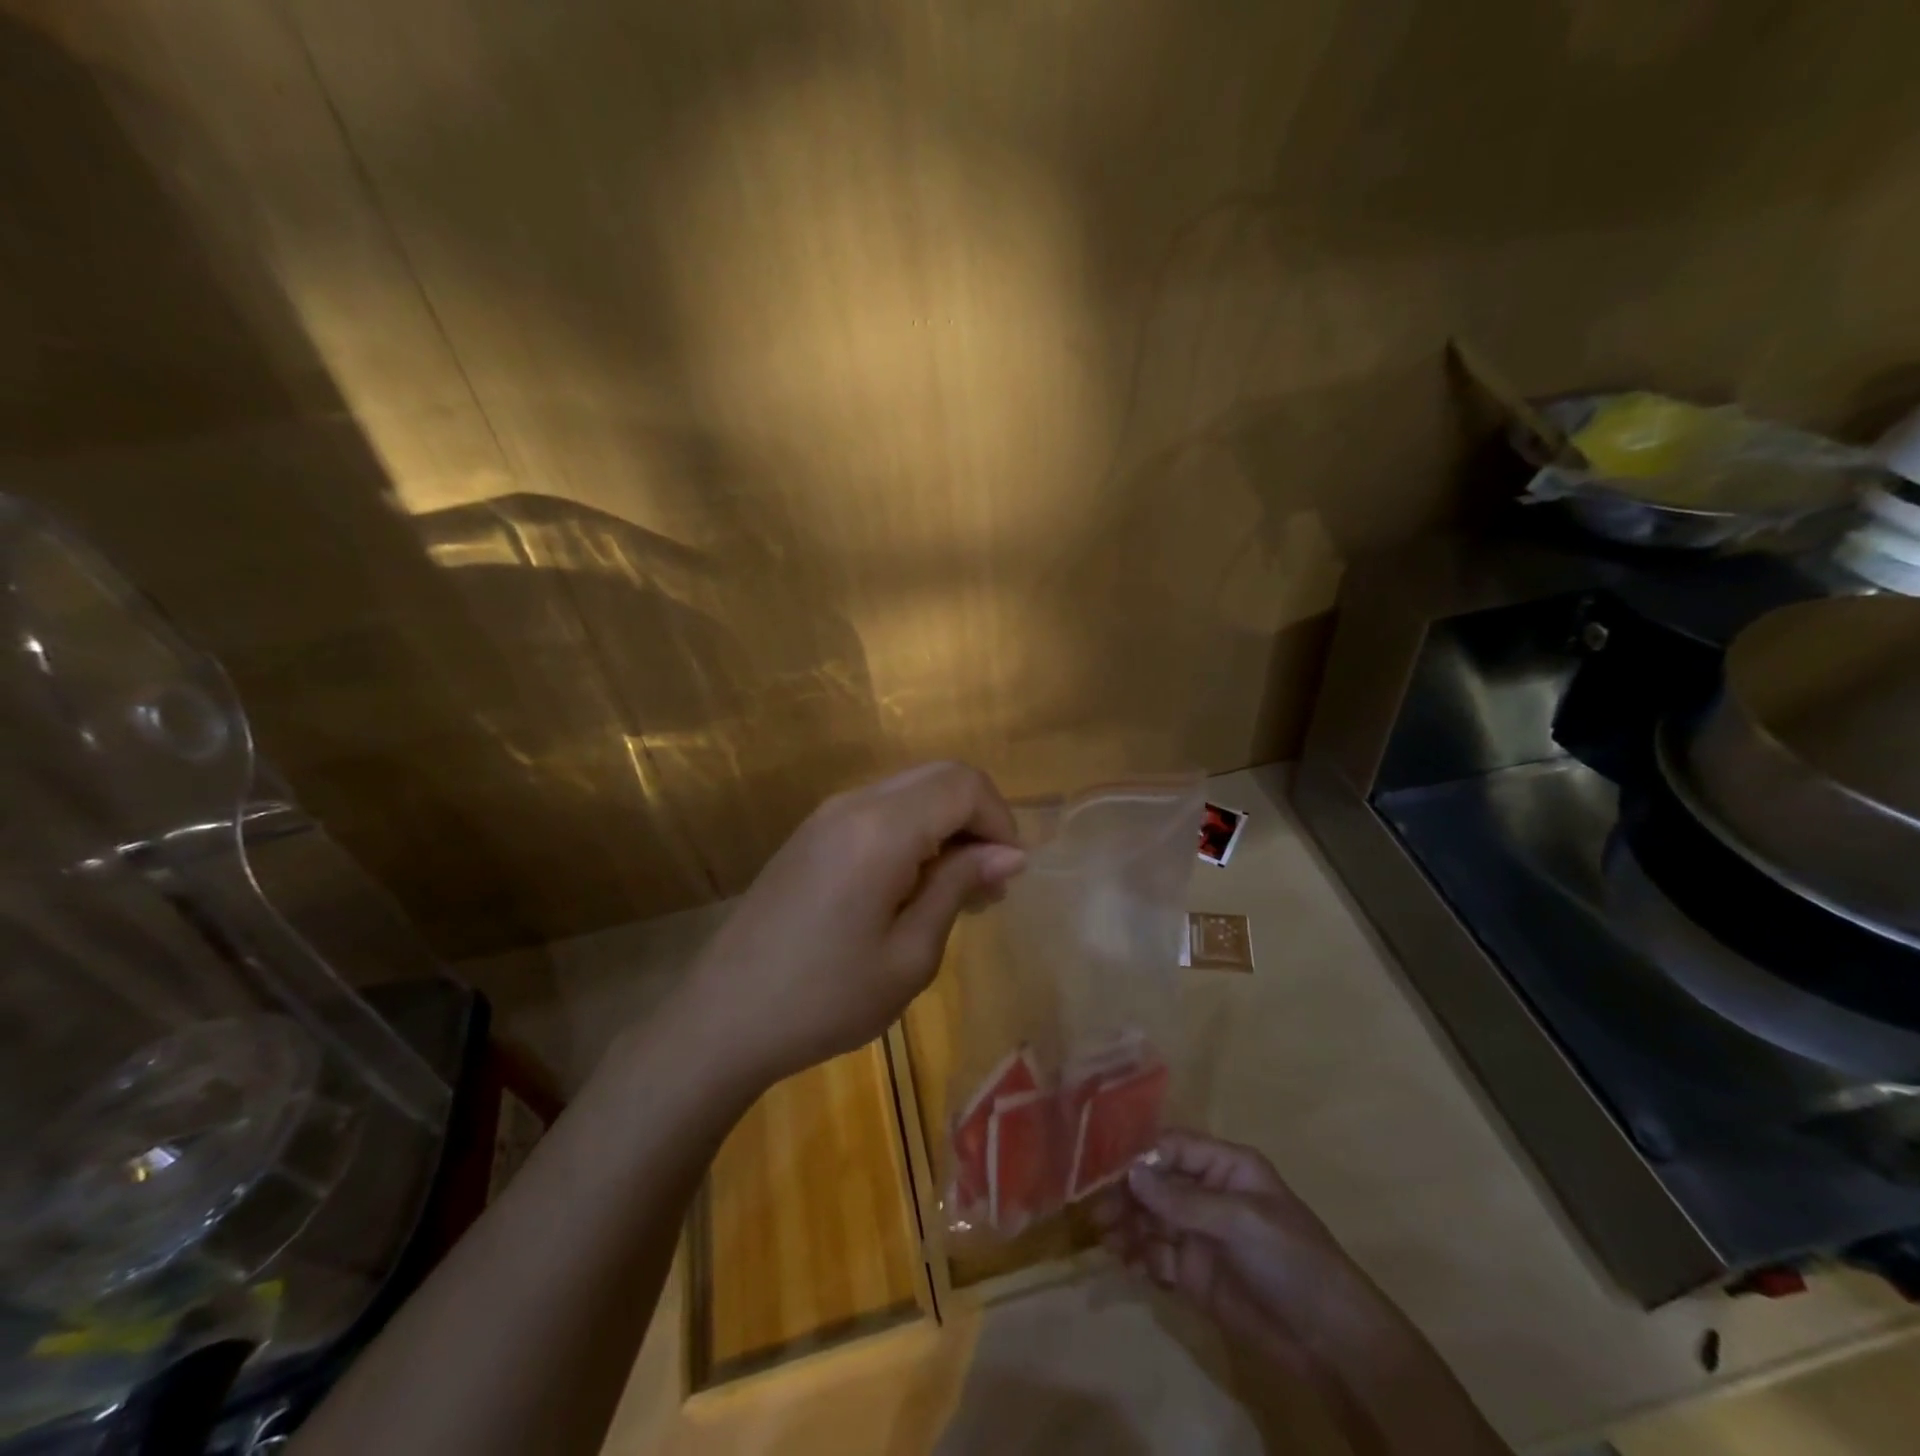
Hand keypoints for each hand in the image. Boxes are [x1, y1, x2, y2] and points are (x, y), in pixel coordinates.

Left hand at [686, 762, 1025, 1084]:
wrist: (722, 1019)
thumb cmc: (825, 999)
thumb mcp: (910, 955)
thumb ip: (959, 887)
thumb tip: (1010, 853)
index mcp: (881, 829)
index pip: (964, 784)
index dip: (1000, 821)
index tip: (1007, 876)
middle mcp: (853, 804)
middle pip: (939, 777)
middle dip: (977, 819)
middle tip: (987, 885)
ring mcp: (826, 815)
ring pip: (910, 791)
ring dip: (946, 826)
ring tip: (954, 893)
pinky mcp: (811, 834)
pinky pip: (879, 810)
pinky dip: (913, 832)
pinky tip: (911, 887)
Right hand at [1093, 1131, 1386, 1380]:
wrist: (1331, 1341)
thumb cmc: (1291, 1260)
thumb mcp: (1240, 1221)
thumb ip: (1183, 1200)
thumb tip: (1131, 1174)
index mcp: (1226, 1167)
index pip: (1173, 1148)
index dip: (1141, 1157)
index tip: (1105, 1171)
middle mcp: (1208, 1194)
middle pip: (1156, 1185)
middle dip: (1127, 1196)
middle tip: (1098, 1213)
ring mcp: (1200, 1235)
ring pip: (1152, 1220)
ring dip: (1127, 1227)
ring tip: (1107, 1241)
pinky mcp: (1195, 1275)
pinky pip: (1157, 1256)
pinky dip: (1139, 1257)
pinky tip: (1126, 1263)